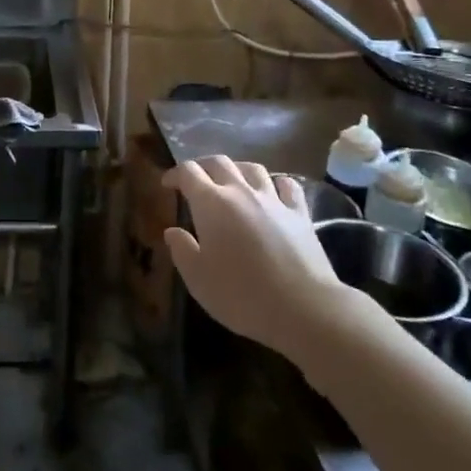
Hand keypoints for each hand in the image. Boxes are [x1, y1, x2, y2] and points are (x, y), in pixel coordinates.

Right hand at [162, 157, 348, 358]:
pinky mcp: (300, 214)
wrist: (303, 308)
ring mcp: (274, 200)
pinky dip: (275, 183)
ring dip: (237, 169)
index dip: (175, 174)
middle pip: (219, 162)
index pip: (188, 172)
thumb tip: (173, 231)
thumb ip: (182, 250)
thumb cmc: (241, 295)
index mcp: (211, 204)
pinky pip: (287, 185)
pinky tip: (273, 192)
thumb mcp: (198, 279)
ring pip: (253, 168)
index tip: (167, 184)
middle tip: (195, 180)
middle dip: (203, 166)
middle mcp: (241, 192)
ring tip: (232, 182)